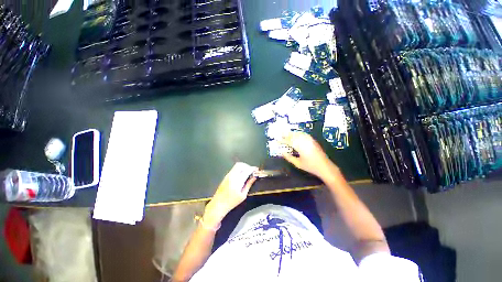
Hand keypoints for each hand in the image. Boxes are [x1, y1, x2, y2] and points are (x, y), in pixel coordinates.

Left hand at [204, 163, 257, 225]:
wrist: (218, 204)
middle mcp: (232, 176)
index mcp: (238, 181)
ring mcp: (228, 175)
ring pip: (236, 165)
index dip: (253, 168)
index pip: (247, 170)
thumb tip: (254, 177)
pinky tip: (241, 175)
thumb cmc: (232, 202)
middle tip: (251, 171)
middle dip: (247, 166)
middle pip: (240, 165)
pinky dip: (239, 169)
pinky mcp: (226, 176)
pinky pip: (233, 169)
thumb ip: (249, 184)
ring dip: (243, 167)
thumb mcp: (243, 195)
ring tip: (247, 173)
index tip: (256, 169)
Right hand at [281, 132, 336, 178]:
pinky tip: (297, 135)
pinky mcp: (313, 141)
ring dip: (292, 133)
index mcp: (301, 147)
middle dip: (287, 134)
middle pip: (294, 135)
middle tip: (281, 135)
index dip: (283, 140)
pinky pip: (304, 134)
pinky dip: (299, 133)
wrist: (325, 167)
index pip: (289, 141)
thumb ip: (289, 157)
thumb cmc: (310, 166)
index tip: (278, 141)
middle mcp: (305, 141)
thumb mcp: (298, 164)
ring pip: (299, 134)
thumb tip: (282, 152)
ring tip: (287, 134)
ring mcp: (310, 140)